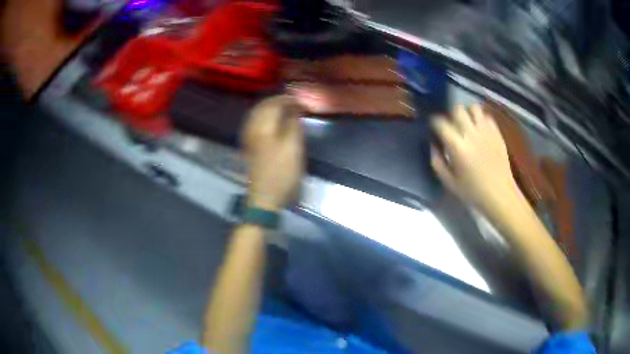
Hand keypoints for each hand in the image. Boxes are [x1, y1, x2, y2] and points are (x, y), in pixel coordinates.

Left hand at [243, 96, 303, 210]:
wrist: (264, 197)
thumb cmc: (281, 173)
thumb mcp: (293, 147)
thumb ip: (293, 124)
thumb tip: (294, 108)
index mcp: (262, 126)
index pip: (274, 103)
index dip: (288, 99)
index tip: (302, 101)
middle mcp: (252, 128)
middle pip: (262, 106)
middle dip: (278, 101)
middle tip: (294, 102)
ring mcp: (248, 138)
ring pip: (257, 114)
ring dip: (270, 108)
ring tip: (285, 109)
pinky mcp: (249, 146)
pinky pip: (254, 123)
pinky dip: (264, 117)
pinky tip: (272, 121)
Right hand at [431, 104, 519, 210]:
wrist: (500, 194)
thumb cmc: (473, 191)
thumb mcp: (449, 182)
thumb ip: (437, 162)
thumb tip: (433, 145)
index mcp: (457, 145)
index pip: (440, 122)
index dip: (434, 123)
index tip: (434, 128)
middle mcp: (471, 133)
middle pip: (457, 109)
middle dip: (451, 115)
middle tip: (452, 126)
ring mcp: (486, 131)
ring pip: (473, 108)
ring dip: (468, 113)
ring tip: (467, 124)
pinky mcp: (497, 133)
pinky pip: (487, 116)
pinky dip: (481, 119)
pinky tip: (480, 130)